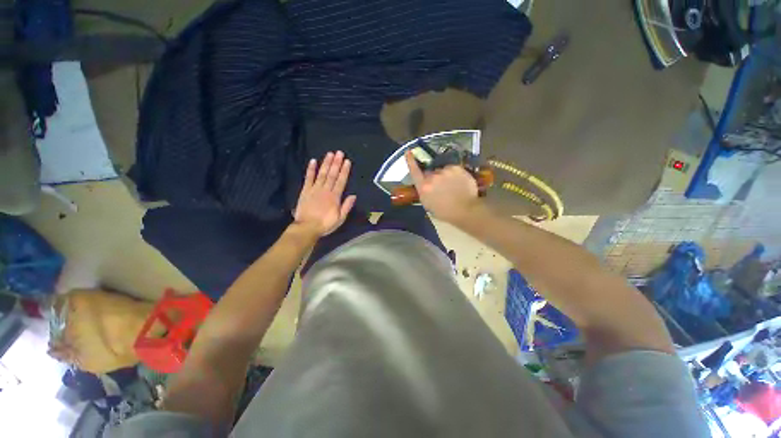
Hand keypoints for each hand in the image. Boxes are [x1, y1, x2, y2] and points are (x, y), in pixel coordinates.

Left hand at [294, 151, 356, 235]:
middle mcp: (325, 190)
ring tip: (330, 154)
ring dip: (326, 163)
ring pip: (322, 174)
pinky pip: (308, 178)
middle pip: (332, 175)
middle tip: (339, 152)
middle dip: (336, 163)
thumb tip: (353, 195)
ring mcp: (314, 189)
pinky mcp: (305, 191)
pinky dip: (311, 169)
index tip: (347, 161)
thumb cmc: (325, 224)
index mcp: (335, 197)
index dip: (344, 171)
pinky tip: (313, 161)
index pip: (341, 181)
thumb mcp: (340, 218)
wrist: (307, 227)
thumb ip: (347, 206)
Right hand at [405, 151, 483, 224]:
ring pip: (443, 171)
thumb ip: (424, 192)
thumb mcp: (428, 205)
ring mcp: (444, 171)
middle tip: (442, 188)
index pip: (414, 171)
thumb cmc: (445, 212)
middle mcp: (432, 177)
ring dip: (445, 176)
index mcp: (423, 187)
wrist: (466, 210)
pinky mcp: (456, 168)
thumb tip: (425, 185)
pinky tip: (459, 183)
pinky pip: (453, 169)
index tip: (408, 152)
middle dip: (434, 178)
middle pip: (430, 173)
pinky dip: (455, 175)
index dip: (410, 161)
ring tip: (453, 187)